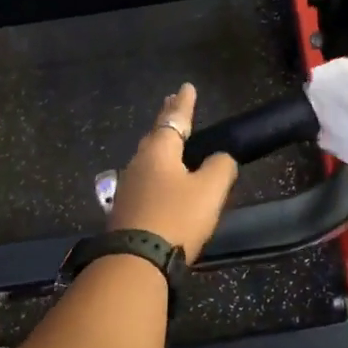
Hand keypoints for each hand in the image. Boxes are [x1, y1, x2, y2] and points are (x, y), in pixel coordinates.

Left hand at [108, 84, 238, 261]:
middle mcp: (139, 162)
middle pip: (156, 135)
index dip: (184, 104)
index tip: (187, 86)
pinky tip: (158, 179)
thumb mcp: (210, 190)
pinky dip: (156, 170)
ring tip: (168, 139)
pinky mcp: (125, 209)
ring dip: (159, 144)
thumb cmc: (176, 217)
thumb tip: (221, 158)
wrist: (136, 260)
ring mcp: (128, 186)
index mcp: (159, 151)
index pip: (175, 119)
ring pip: (147, 157)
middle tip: (172, 103)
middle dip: (167, 119)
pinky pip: (145, 179)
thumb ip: (221, 167)